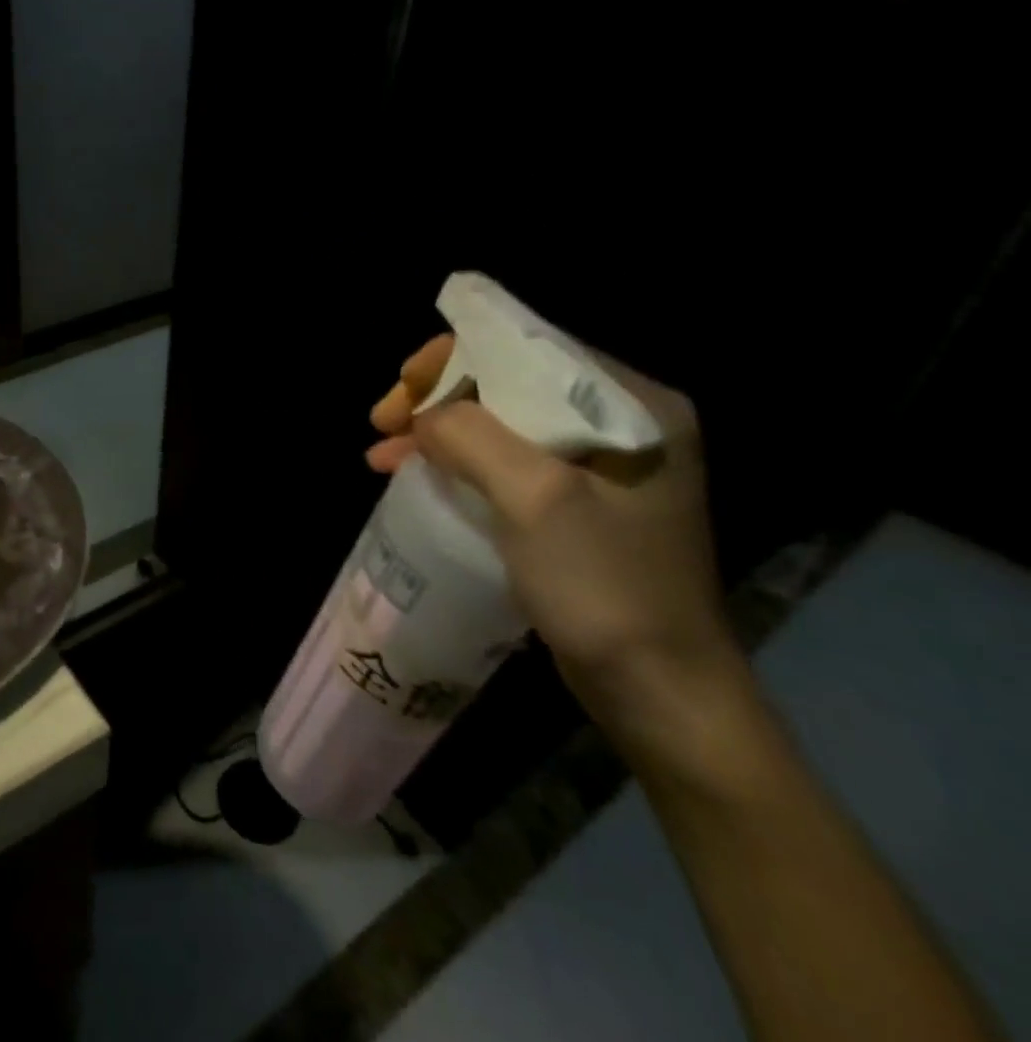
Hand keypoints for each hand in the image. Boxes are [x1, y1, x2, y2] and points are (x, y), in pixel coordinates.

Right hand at [367, 335, 748, 755]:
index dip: (454, 357)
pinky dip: (456, 463)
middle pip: (506, 381)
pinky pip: (504, 461)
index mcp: (631, 405)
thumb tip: (424, 415)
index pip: (527, 346)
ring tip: (380, 456)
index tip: (402, 389)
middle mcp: (621, 423)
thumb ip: (473, 436)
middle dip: (436, 397)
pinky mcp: (578, 503)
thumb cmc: (606, 588)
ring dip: (436, 431)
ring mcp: (600, 466)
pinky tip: (412, 476)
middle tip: (381, 423)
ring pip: (498, 422)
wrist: (661, 695)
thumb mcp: (536, 499)